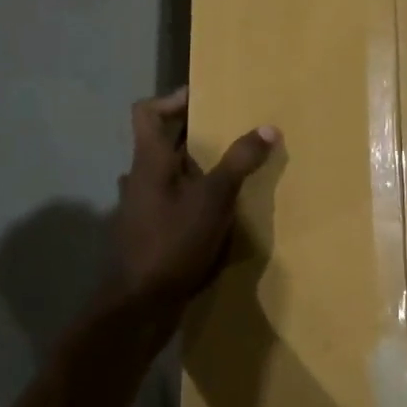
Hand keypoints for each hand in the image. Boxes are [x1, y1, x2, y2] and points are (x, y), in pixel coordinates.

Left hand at [111, 89, 279, 320]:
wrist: (138, 307)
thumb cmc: (172, 243)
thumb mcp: (213, 200)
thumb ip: (239, 163)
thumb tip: (268, 127)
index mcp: (148, 161)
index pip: (147, 112)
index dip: (172, 99)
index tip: (204, 99)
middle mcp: (139, 179)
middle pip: (162, 142)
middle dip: (195, 135)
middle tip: (230, 131)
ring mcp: (141, 208)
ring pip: (167, 174)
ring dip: (195, 168)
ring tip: (230, 170)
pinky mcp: (148, 233)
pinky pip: (171, 201)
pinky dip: (192, 197)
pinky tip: (219, 212)